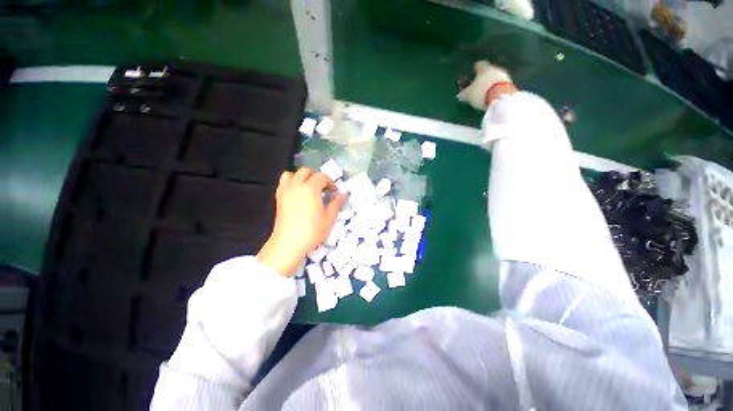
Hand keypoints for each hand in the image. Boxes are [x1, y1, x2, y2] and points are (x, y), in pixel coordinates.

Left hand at [257, 168, 346, 276]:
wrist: (288, 244)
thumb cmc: (312, 231)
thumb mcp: (329, 218)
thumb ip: (336, 204)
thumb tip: (343, 195)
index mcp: (310, 188)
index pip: (321, 177)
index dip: (330, 182)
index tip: (334, 192)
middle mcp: (296, 185)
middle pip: (305, 171)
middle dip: (316, 177)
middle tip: (322, 189)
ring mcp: (285, 191)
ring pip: (291, 174)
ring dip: (301, 177)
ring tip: (307, 189)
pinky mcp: (278, 198)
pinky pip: (283, 183)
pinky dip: (290, 183)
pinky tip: (297, 195)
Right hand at [456, 61, 514, 110]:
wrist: (502, 97)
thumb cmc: (481, 92)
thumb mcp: (468, 95)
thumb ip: (463, 94)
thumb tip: (459, 95)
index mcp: (484, 68)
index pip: (479, 65)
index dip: (475, 69)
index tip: (473, 73)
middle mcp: (495, 69)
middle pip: (488, 71)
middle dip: (484, 77)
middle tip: (478, 85)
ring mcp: (504, 76)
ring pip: (495, 78)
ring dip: (491, 83)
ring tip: (485, 92)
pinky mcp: (510, 85)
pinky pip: (500, 85)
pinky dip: (496, 89)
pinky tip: (492, 96)